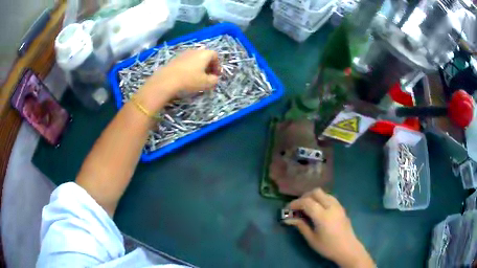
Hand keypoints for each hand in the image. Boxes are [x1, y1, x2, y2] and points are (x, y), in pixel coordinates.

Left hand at [137, 50, 220, 111]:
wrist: (166, 80)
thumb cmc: (189, 80)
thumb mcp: (206, 83)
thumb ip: (214, 80)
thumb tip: (214, 78)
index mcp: (204, 54)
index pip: (215, 55)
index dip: (217, 65)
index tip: (216, 75)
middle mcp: (195, 50)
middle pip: (205, 56)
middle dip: (208, 65)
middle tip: (208, 76)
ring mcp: (183, 54)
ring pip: (195, 58)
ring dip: (198, 66)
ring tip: (197, 77)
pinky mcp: (174, 59)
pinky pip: (186, 61)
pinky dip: (189, 67)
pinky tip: (186, 77)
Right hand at [284, 188, 373, 267]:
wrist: (347, 248)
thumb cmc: (328, 246)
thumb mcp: (312, 239)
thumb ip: (301, 226)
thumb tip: (289, 219)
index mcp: (323, 216)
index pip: (307, 202)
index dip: (295, 203)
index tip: (288, 208)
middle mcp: (331, 207)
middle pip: (316, 192)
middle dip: (304, 196)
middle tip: (298, 207)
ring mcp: (338, 206)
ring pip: (324, 193)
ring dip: (314, 196)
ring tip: (307, 207)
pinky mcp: (342, 208)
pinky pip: (330, 197)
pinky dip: (321, 199)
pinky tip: (318, 209)